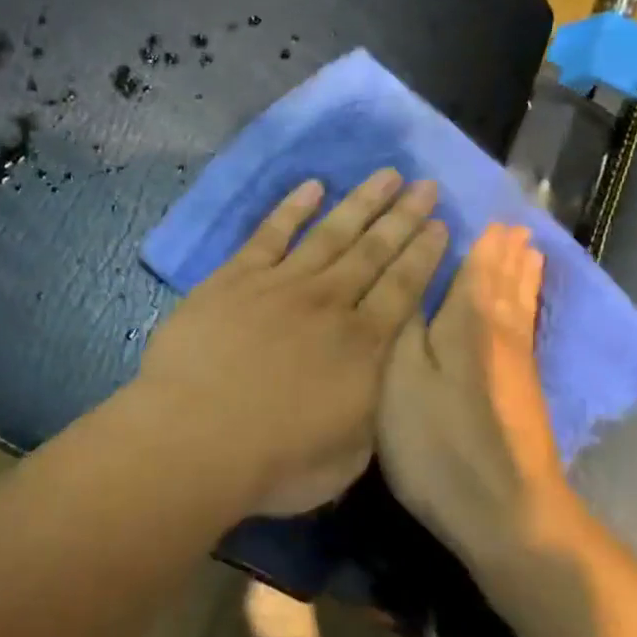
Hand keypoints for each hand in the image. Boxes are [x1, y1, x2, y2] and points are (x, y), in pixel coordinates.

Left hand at [138, 170, 447, 517]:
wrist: (196, 437)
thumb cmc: (275, 462)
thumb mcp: (348, 457)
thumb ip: (368, 412)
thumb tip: (375, 386)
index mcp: (364, 348)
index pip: (403, 289)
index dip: (424, 254)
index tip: (440, 224)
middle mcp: (329, 305)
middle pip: (374, 252)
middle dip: (403, 217)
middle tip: (425, 184)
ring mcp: (280, 285)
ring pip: (330, 234)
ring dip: (360, 203)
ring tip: (386, 174)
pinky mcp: (234, 279)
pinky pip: (270, 234)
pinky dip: (292, 208)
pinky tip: (311, 186)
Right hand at [377, 223, 574, 570]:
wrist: (505, 512)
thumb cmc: (439, 442)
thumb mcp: (399, 377)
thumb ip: (402, 322)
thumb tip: (410, 275)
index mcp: (468, 320)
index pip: (476, 265)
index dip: (477, 238)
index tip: (477, 209)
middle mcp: (499, 332)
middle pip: (505, 280)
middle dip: (506, 249)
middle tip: (509, 219)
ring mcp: (517, 364)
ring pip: (520, 303)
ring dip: (522, 273)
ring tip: (527, 247)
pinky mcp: (523, 391)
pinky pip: (525, 325)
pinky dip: (527, 303)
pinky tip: (524, 306)